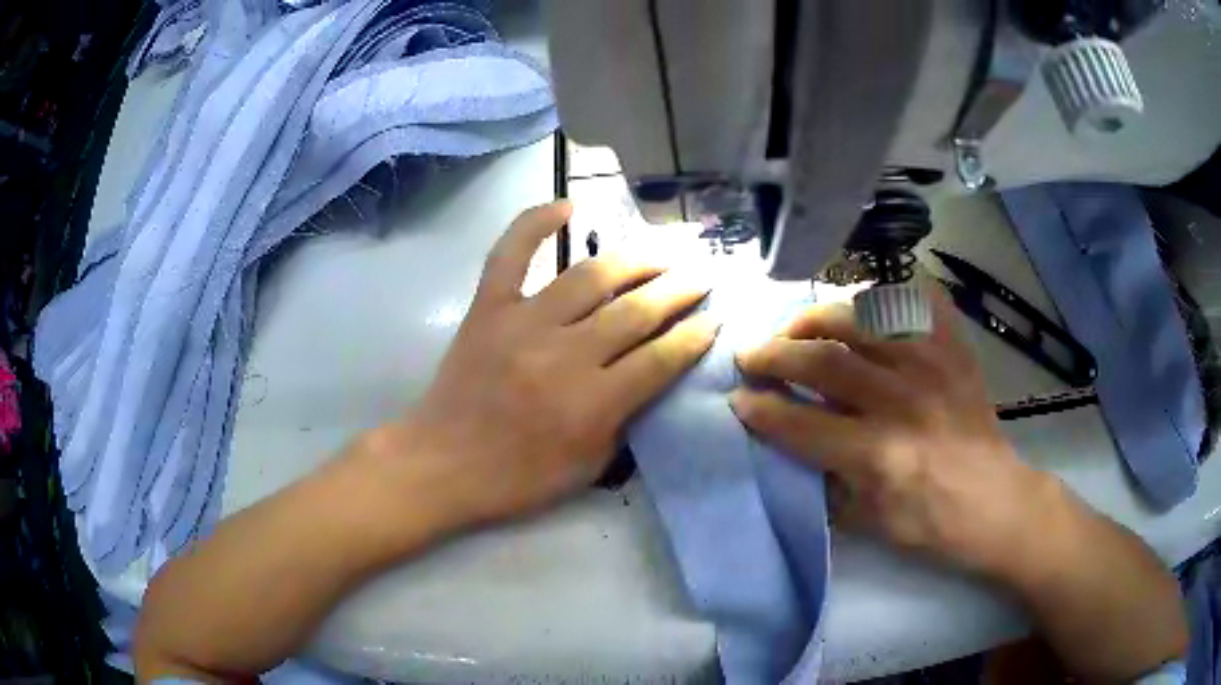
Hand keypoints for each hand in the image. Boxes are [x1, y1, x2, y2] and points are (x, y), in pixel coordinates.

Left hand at [380, 201, 718, 528]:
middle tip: (701, 276)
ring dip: (635, 259)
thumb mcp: (588, 467)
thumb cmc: (517, 477)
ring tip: (662, 251)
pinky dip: (535, 223)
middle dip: (679, 291)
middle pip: (636, 311)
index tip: (715, 319)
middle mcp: (564, 355)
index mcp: (592, 403)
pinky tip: (567, 205)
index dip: (695, 336)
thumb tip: (654, 377)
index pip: (661, 358)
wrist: (442, 464)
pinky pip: (510, 254)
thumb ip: (626, 421)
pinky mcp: (488, 308)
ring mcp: (522, 323)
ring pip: (590, 276)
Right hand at [730, 283, 1055, 575]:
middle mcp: (902, 400)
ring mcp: (932, 366)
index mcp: (879, 454)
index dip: (761, 409)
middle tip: (752, 355)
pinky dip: (888, 296)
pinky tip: (868, 309)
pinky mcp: (954, 350)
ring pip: (862, 319)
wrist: (994, 502)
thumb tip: (789, 443)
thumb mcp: (867, 522)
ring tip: (799, 327)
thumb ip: (824, 481)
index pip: (801, 423)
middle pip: (824, 360)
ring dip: (819, 317)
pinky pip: (917, 301)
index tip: (738, 399)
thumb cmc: (931, 523)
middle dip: (775, 354)